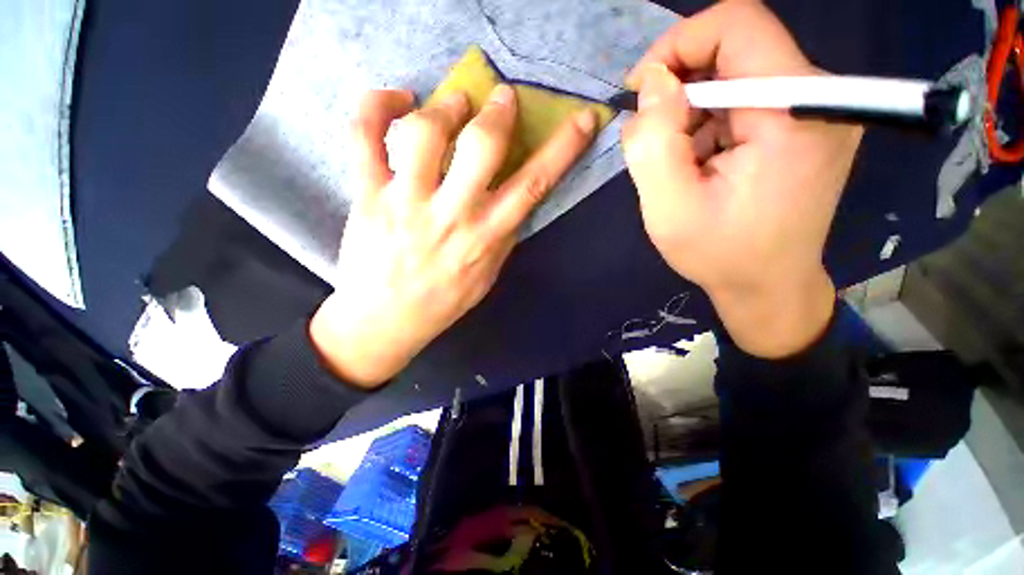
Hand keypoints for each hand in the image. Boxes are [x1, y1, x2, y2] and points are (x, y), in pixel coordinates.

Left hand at [310, 86, 597, 386]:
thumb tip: (515, 199)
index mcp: (486, 238)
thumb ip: (503, 237)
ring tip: (453, 105)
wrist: (384, 321)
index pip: (533, 185)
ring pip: (424, 133)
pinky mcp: (367, 195)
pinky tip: (396, 102)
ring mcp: (406, 202)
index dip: (563, 148)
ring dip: (445, 107)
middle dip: (498, 112)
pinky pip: (364, 136)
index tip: (582, 118)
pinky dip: (377, 106)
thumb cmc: (442, 303)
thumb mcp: (487, 277)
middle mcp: (451, 215)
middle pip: (481, 147)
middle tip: (501, 98)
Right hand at [622, 2, 862, 357]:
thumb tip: (652, 83)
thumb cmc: (719, 254)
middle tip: (656, 141)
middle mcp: (820, 97)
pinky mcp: (807, 121)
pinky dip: (710, 122)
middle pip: (736, 48)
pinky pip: (746, 97)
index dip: (678, 44)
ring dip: (692, 112)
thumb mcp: (669, 208)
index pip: (738, 24)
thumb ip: (653, 143)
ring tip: (681, 165)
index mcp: (793, 113)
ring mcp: (818, 108)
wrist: (768, 285)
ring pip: (736, 74)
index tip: (642, 90)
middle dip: (680, 89)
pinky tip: (702, 164)